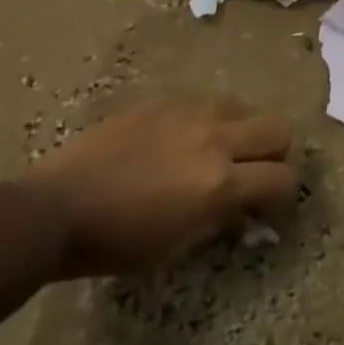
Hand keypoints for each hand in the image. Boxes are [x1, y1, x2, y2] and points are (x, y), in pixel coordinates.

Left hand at [22, 96, 297, 276]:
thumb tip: (245, 211)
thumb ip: (218, 221)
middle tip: (254, 172)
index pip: (282, 178)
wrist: (59, 205)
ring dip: (242, 130)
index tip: (269, 206)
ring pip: (244, 106)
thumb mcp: (174, 247)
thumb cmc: (115, 242)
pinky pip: (206, 102)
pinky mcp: (167, 97)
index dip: (284, 194)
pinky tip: (182, 141)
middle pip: (278, 127)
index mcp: (218, 183)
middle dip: (275, 151)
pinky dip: (209, 120)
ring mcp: (191, 110)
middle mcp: (215, 137)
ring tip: (216, 152)